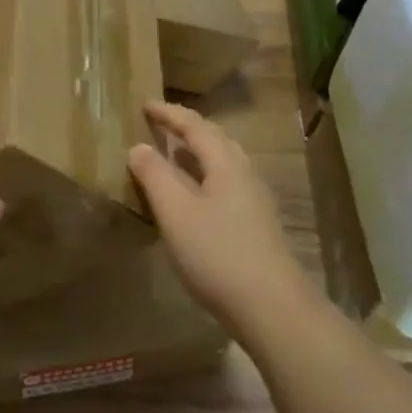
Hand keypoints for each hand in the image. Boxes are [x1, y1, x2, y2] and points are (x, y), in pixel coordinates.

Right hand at [127, 101, 313, 335]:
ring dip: (196, 153)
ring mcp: (254, 201)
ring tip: (172, 154)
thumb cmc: (218, 254)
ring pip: (223, 163)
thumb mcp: (176, 212)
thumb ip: (155, 176)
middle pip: (215, 140)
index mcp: (226, 164)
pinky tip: (192, 195)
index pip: (195, 126)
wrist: (273, 308)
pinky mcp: (256, 225)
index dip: (169, 114)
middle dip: (186, 128)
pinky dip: (203, 176)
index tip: (144, 104)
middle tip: (159, 124)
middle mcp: (245, 174)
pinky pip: (225, 184)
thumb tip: (138, 146)